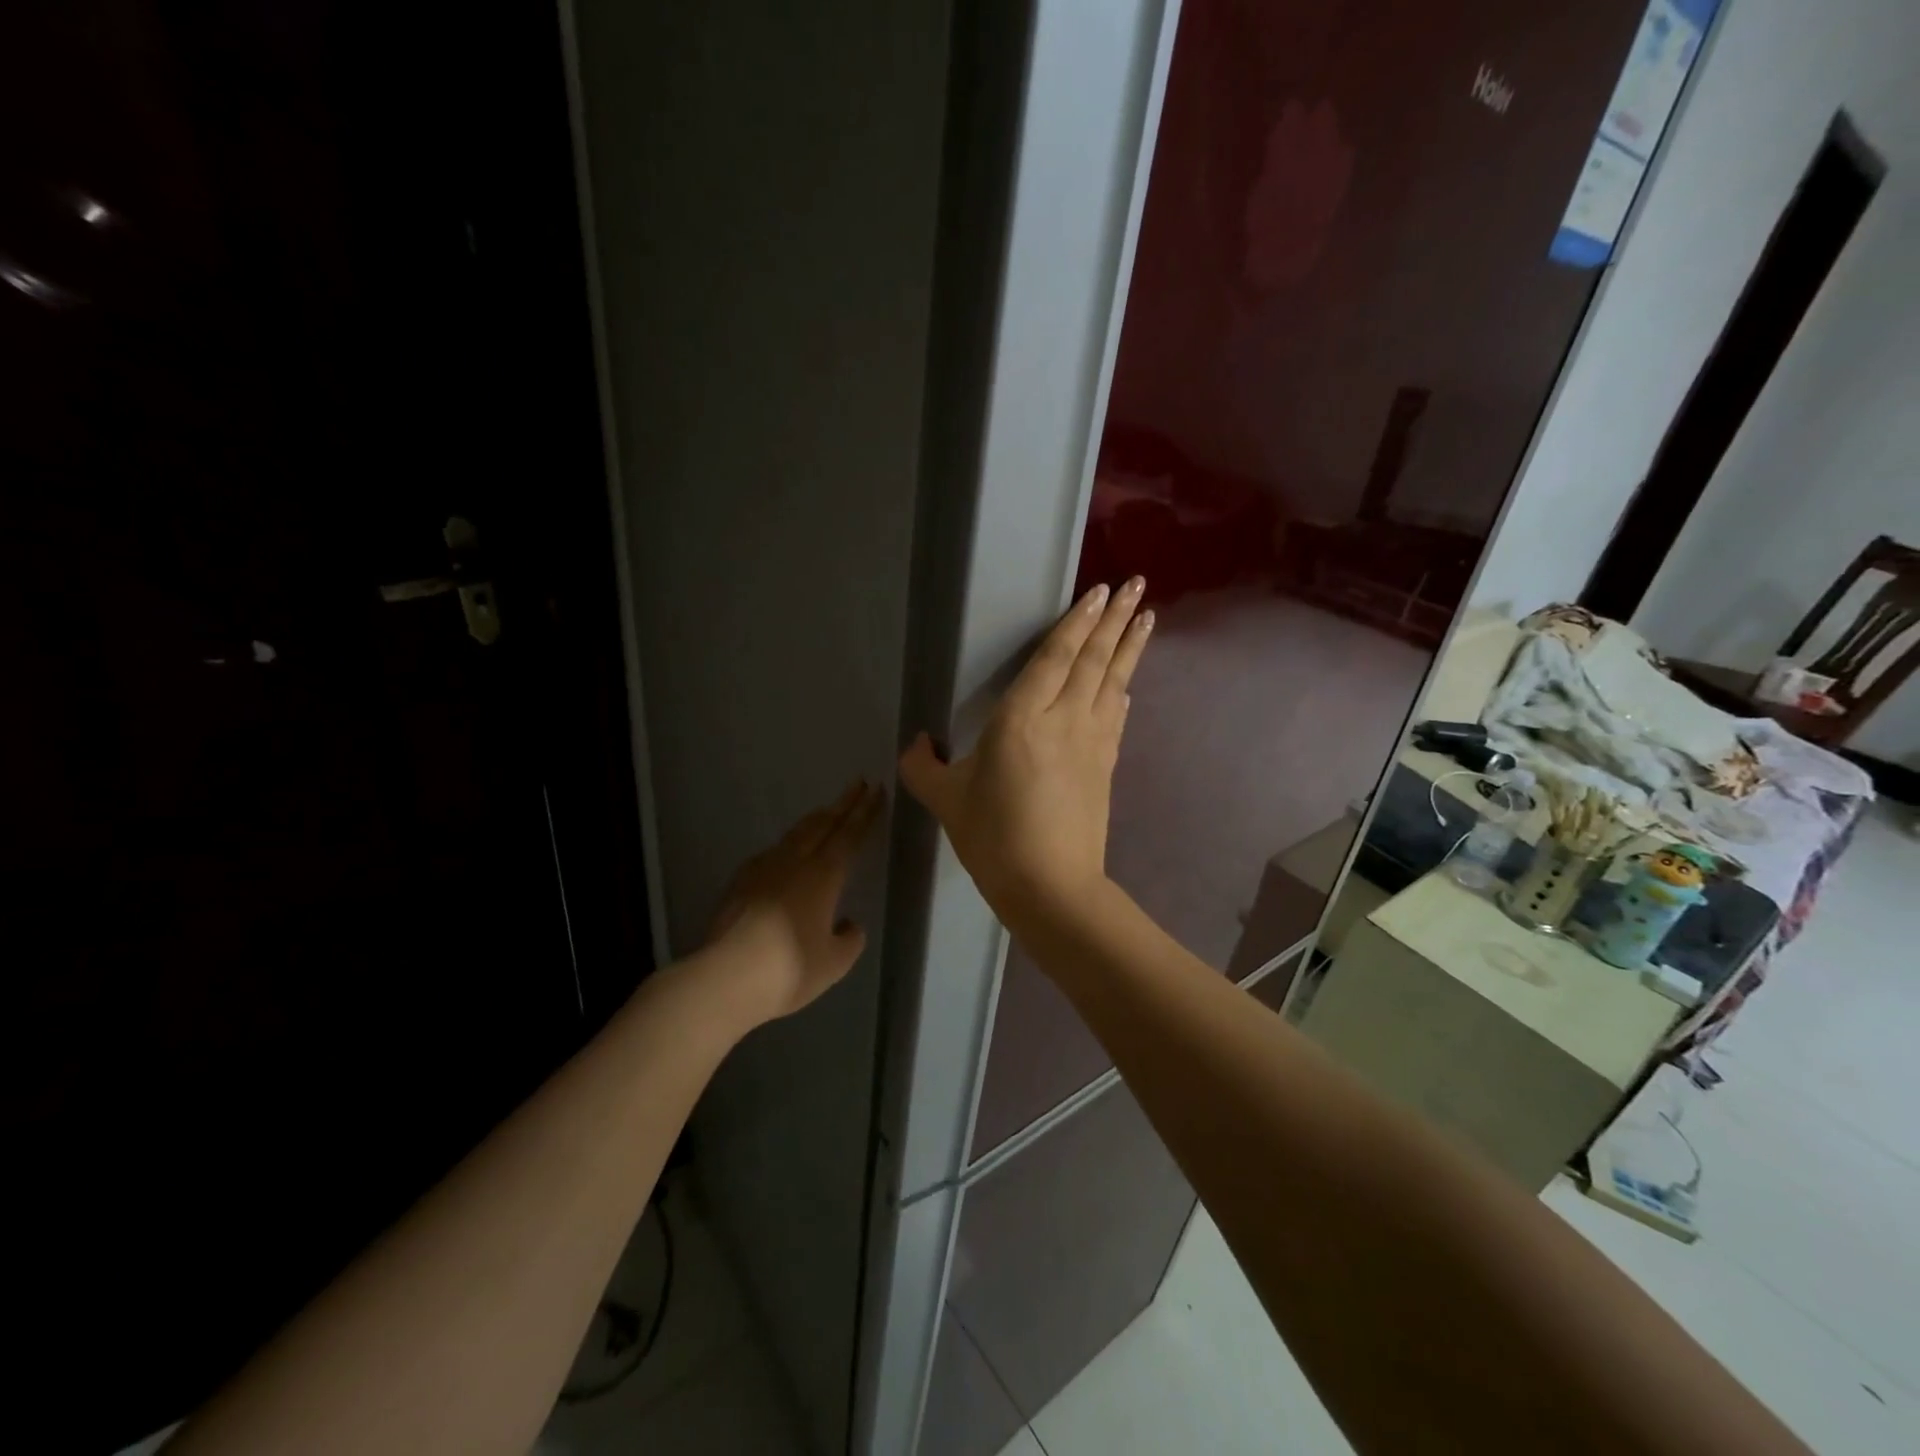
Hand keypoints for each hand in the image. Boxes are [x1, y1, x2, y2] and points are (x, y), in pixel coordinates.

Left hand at [705, 781, 884, 1024]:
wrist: (724, 978)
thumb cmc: (789, 969)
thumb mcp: (834, 962)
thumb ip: (849, 939)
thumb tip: (848, 924)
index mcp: (824, 875)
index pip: (850, 834)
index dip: (865, 812)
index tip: (876, 790)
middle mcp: (794, 862)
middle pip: (822, 824)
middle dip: (842, 804)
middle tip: (858, 784)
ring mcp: (762, 869)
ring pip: (795, 834)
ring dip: (815, 820)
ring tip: (826, 812)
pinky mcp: (739, 883)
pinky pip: (772, 852)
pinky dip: (789, 844)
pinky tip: (786, 854)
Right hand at [899, 578, 1152, 929]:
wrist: (1051, 886)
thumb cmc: (993, 838)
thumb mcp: (946, 801)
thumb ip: (923, 767)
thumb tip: (916, 745)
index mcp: (1021, 719)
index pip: (1055, 657)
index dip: (1077, 622)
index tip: (1101, 592)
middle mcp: (1064, 719)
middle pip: (1093, 659)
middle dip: (1116, 619)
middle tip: (1138, 584)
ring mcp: (1092, 742)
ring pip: (1113, 682)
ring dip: (1130, 647)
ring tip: (1148, 616)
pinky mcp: (1105, 766)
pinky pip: (1116, 716)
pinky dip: (1122, 691)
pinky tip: (1129, 683)